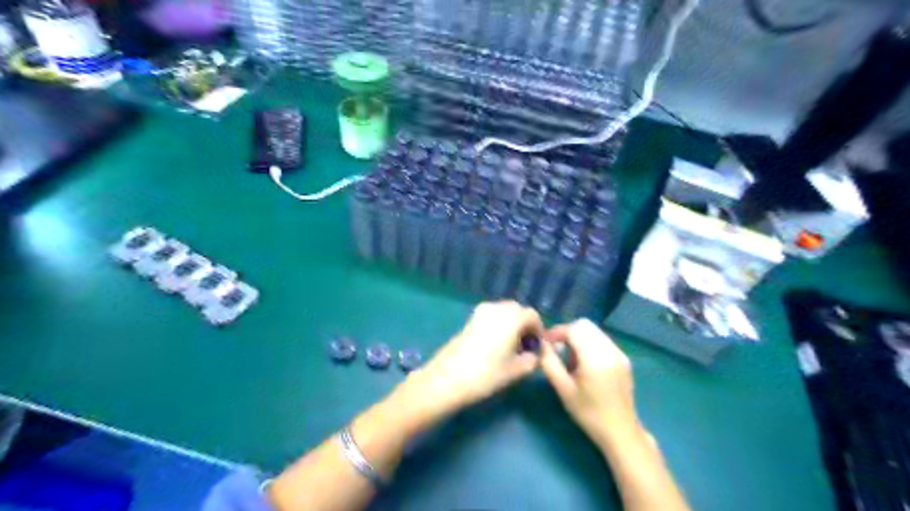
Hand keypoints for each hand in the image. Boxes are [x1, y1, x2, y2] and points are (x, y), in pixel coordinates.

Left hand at [390, 302, 538, 428]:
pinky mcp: (469, 320)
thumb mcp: (516, 370)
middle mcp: (496, 308)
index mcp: (511, 317)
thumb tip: (537, 354)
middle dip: (524, 326)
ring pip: (503, 313)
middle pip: (517, 310)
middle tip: (525, 347)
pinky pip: (490, 317)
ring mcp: (480, 312)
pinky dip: (497, 326)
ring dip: (510, 325)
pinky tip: (495, 347)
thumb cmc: (486, 374)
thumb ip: (533, 359)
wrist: (448, 378)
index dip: (538, 330)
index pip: (532, 315)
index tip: (537, 347)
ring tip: (510, 348)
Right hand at [534, 321, 642, 448]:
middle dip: (567, 332)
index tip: (545, 342)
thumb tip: (542, 344)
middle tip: (555, 348)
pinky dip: (589, 343)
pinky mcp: (623, 358)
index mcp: (595, 358)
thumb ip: (550, 363)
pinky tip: (584, 363)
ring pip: (594, 331)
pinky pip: (602, 340)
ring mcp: (619, 353)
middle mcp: (610, 350)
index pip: (574, 329)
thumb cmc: (588, 413)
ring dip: (578, 337)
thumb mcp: (564, 389)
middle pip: (585, 325)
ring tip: (569, 358)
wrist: (620, 432)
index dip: (557, 331)